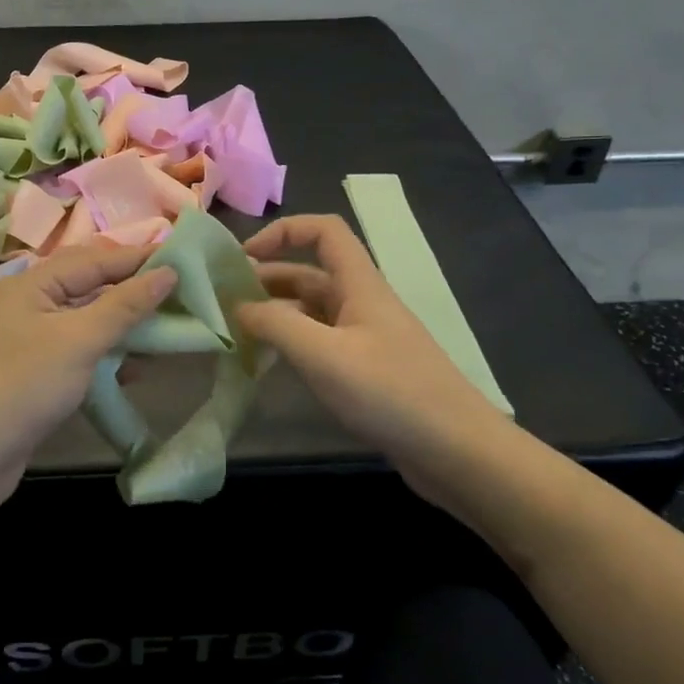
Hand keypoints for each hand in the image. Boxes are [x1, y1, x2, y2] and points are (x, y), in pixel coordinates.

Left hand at [0, 243, 177, 522]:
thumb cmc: (23, 387)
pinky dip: (105, 355)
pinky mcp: (32, 375)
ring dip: (122, 324)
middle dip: (131, 289)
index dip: (137, 259)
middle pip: (88, 287)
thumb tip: (167, 273)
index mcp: (30, 284)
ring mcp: (27, 341)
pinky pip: (76, 352)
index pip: (93, 260)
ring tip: (165, 327)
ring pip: (84, 321)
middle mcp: (26, 305)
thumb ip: (124, 306)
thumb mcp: (79, 340)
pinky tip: (134, 368)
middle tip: (178, 291)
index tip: (181, 258)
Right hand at [240, 215, 515, 511]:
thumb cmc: (390, 393)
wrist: (458, 452)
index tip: (244, 258)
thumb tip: (238, 307)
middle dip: (266, 280)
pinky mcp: (367, 370)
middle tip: (224, 303)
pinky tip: (269, 364)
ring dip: (276, 314)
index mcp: (359, 285)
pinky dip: (292, 344)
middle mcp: (362, 303)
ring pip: (312, 311)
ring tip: (237, 333)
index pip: (323, 231)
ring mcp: (366, 338)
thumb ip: (276, 324)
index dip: (283, 231)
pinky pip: (321, 343)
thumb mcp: (323, 355)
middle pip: (310, 273)